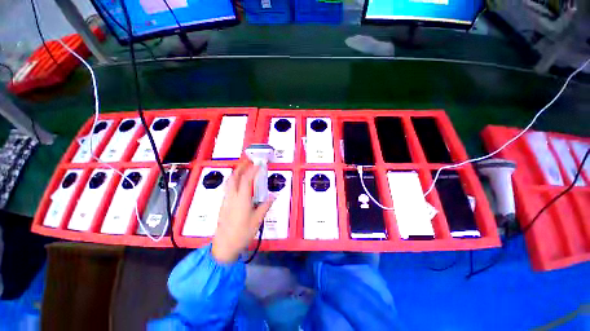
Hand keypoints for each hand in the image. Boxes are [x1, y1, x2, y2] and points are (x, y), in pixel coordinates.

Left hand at [212, 162, 273, 262]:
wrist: (224, 246)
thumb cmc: (242, 233)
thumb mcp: (257, 220)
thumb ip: (265, 206)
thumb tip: (273, 196)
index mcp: (242, 199)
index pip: (247, 179)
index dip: (252, 170)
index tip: (258, 164)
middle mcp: (232, 197)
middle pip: (234, 177)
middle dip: (241, 167)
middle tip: (248, 162)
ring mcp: (226, 200)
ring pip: (229, 182)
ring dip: (236, 173)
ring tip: (243, 169)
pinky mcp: (223, 205)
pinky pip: (228, 188)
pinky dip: (233, 181)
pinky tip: (238, 183)